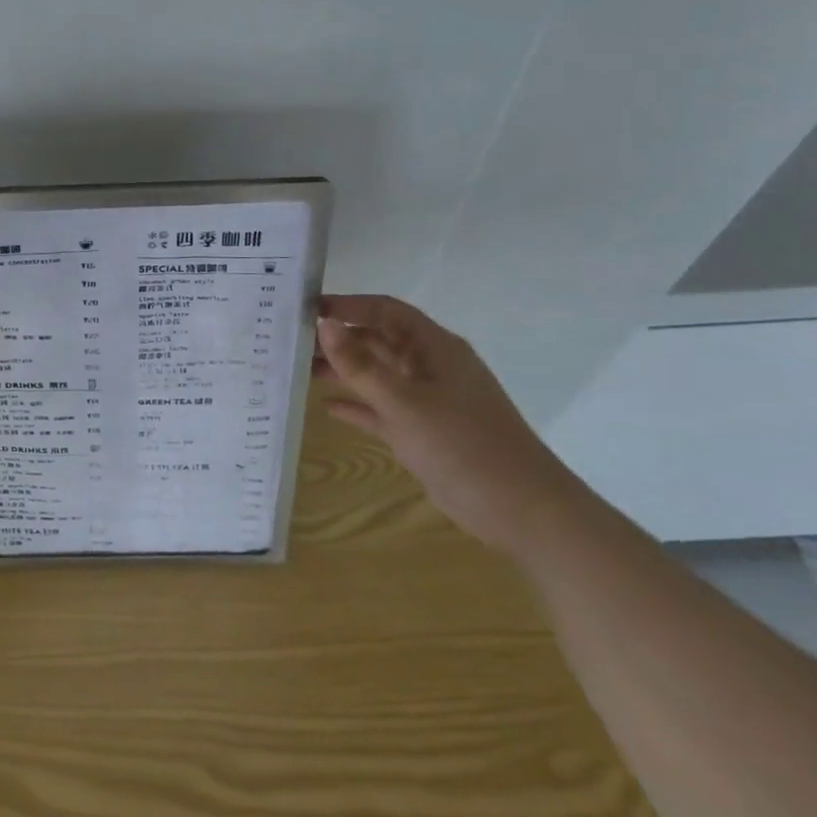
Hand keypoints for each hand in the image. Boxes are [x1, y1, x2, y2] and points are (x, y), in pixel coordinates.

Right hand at [315, 295, 589, 555]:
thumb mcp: (406, 404)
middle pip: (378, 341)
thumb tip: (324, 324)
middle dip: (339, 339)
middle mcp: (430, 367)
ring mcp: (428, 401)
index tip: (307, 309)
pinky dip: (358, 406)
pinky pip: (383, 410)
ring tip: (301, 371)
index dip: (349, 305)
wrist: (523, 511)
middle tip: (293, 343)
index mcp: (434, 348)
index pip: (386, 311)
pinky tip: (328, 407)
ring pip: (378, 375)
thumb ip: (361, 366)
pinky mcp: (424, 433)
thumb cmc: (464, 446)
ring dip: (343, 371)